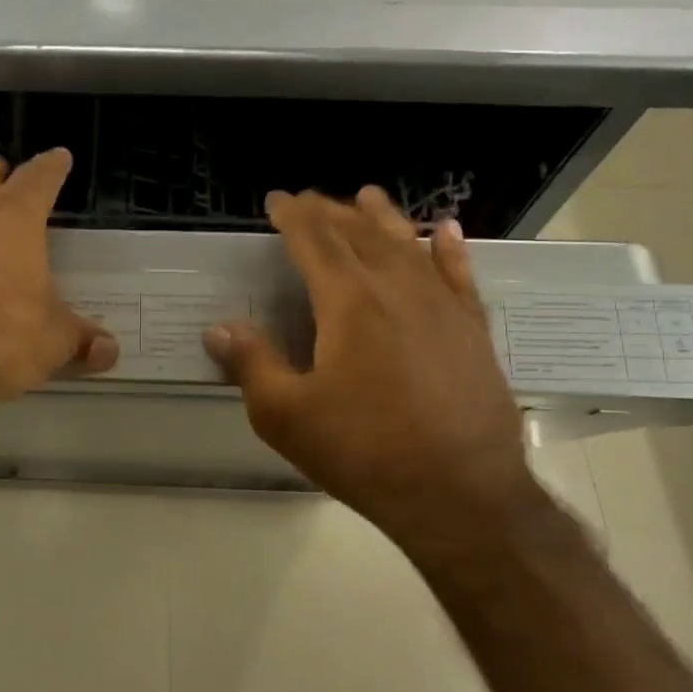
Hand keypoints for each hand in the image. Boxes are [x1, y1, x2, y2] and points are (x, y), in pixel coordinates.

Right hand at [204, 189, 538, 546]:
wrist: (461, 495)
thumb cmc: (362, 452)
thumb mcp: (285, 415)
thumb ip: (252, 364)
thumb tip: (219, 329)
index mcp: (348, 304)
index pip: (315, 241)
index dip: (293, 216)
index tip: (277, 199)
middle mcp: (397, 290)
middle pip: (361, 234)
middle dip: (332, 211)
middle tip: (312, 198)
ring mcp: (442, 307)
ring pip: (408, 246)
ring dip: (384, 218)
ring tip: (367, 196)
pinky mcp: (473, 331)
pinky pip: (460, 275)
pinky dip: (449, 249)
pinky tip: (445, 232)